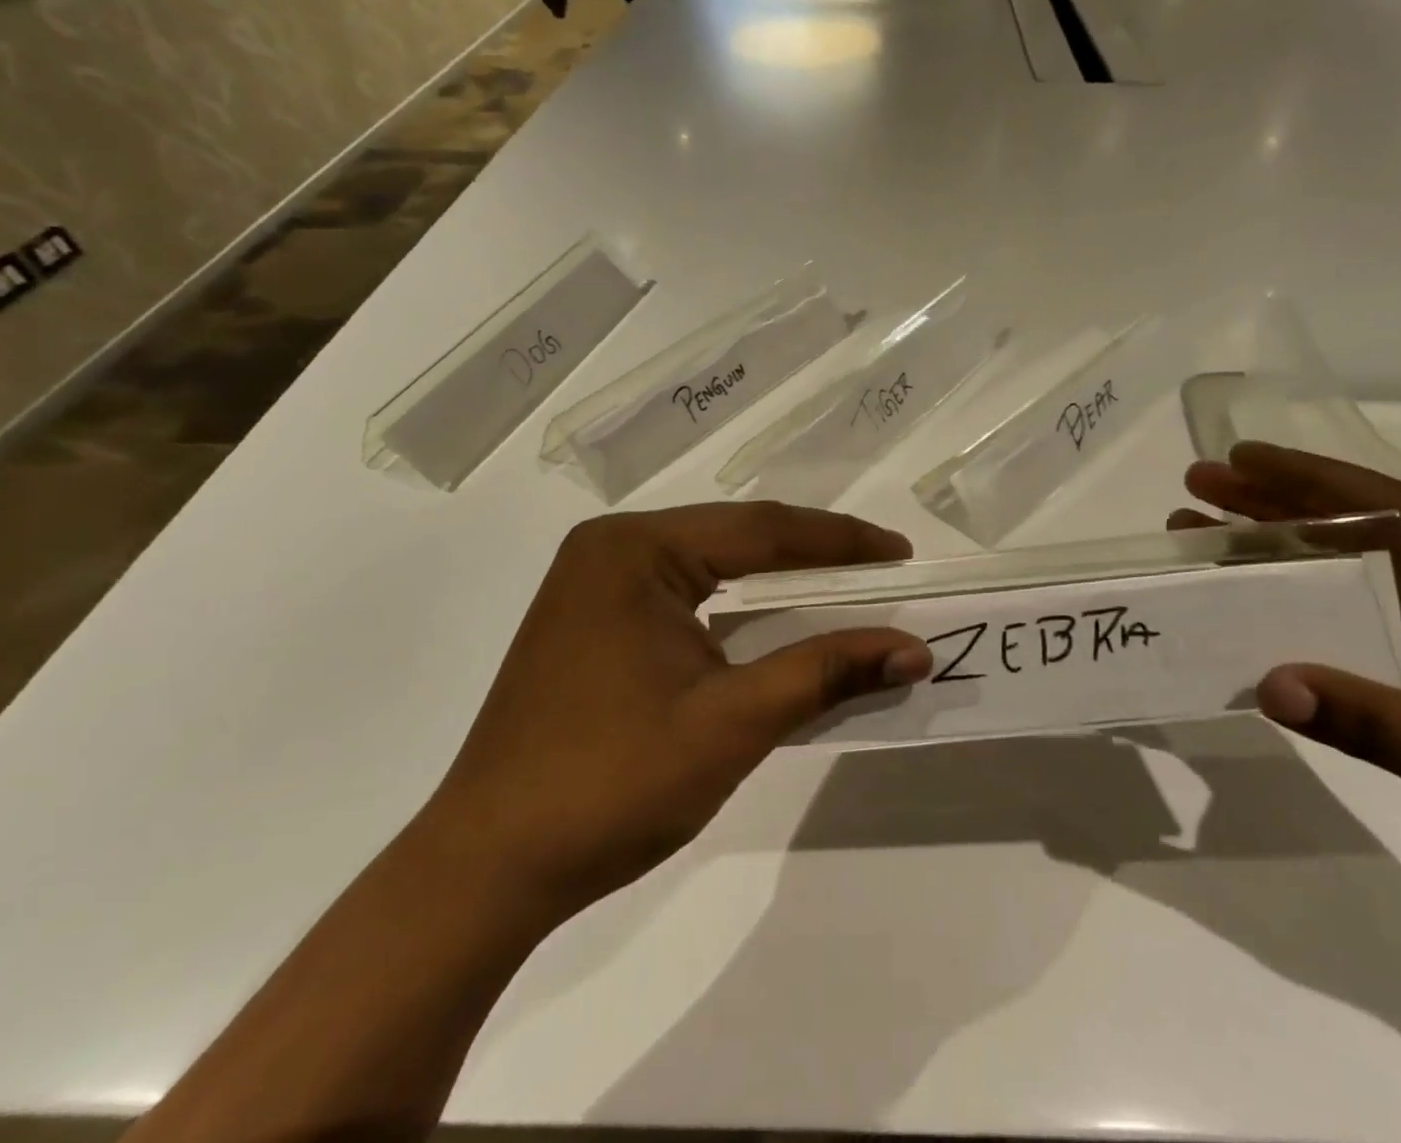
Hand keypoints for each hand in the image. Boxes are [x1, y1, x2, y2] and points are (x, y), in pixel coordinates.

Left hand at [420, 503, 930, 919]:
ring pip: (711, 563)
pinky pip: (685, 593)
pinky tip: (775, 619)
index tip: (902, 553)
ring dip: (778, 577)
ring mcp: (596, 584)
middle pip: (736, 537)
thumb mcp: (733, 723)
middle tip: (883, 569)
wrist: (487, 872)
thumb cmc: (611, 784)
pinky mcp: (593, 621)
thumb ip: (826, 672)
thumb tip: (914, 650)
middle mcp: (612, 548)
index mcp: (636, 549)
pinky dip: (739, 605)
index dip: (841, 541)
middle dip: (814, 554)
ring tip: (845, 586)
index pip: (762, 529)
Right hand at [1171, 443, 1400, 919]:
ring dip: (1275, 544)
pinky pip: (1346, 611)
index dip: (1309, 476)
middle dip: (1273, 501)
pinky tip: (1246, 596)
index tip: (1240, 457)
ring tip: (1200, 528)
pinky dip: (1293, 597)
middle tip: (1199, 483)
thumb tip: (1265, 685)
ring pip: (1345, 564)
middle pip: (1356, 524)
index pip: (1390, 505)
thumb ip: (1365, 716)